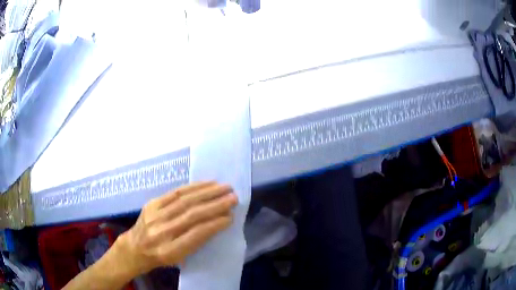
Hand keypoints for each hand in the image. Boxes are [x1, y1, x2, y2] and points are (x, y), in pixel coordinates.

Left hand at [116, 182, 236, 275]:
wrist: (135, 247)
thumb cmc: (161, 256)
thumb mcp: (179, 258)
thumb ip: (196, 242)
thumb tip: (216, 222)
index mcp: (170, 251)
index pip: (196, 235)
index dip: (215, 224)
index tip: (231, 217)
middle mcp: (161, 232)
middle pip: (191, 215)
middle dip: (215, 205)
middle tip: (233, 198)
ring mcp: (155, 215)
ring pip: (185, 201)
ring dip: (207, 193)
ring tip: (224, 188)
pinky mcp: (152, 203)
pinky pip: (174, 192)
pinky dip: (193, 187)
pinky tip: (206, 184)